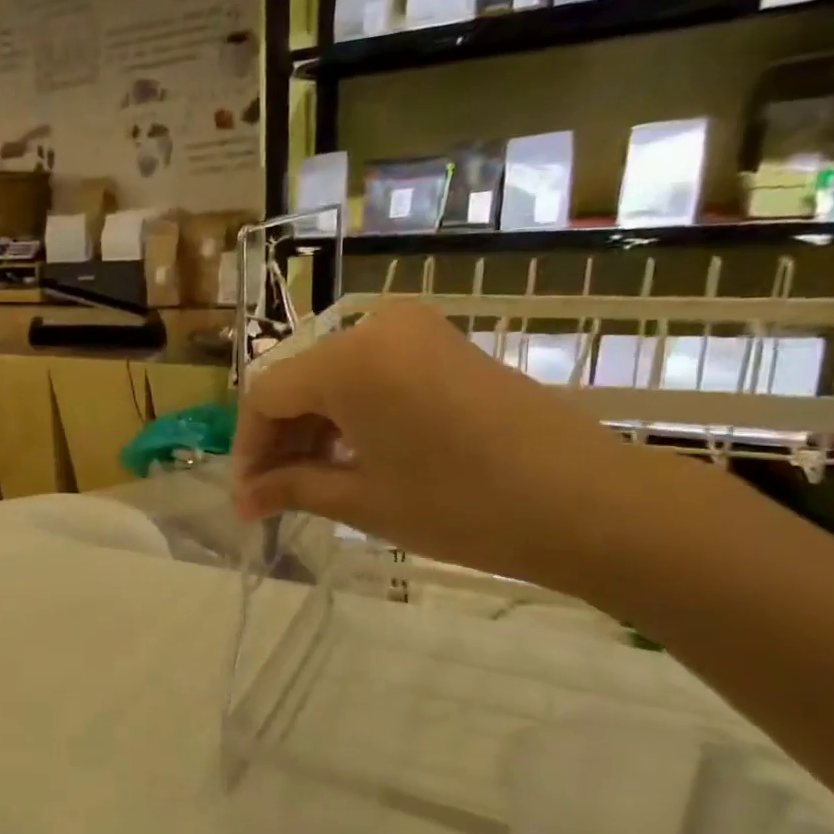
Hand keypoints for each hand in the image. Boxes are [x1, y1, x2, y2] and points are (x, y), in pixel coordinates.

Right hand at [233, 300, 647, 592]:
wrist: (592, 504)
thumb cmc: (463, 506)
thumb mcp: (363, 499)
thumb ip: (291, 488)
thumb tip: (242, 501)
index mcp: (347, 360)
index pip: (265, 396)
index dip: (248, 447)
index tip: (248, 498)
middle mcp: (374, 327)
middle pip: (298, 381)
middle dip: (280, 440)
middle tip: (274, 497)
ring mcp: (415, 331)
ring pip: (334, 376)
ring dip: (314, 427)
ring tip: (312, 484)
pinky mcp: (444, 344)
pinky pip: (372, 371)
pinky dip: (352, 412)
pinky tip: (354, 456)